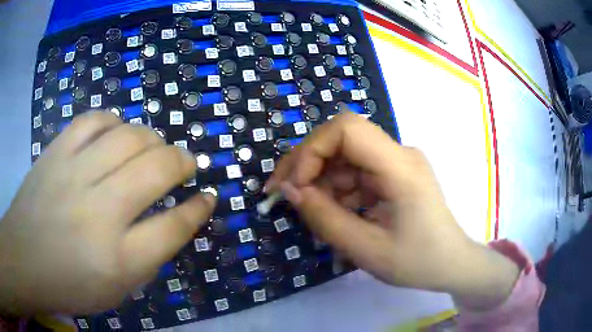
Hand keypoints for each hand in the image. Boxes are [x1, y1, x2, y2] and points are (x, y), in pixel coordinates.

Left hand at [0, 112, 215, 314]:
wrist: (24, 258)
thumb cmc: (70, 284)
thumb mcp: (117, 290)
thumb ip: (148, 257)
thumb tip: (174, 221)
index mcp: (118, 259)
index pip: (173, 226)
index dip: (198, 209)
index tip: (208, 197)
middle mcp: (98, 213)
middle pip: (156, 170)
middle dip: (182, 162)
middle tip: (186, 163)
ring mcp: (73, 175)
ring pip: (128, 137)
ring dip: (152, 139)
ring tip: (154, 146)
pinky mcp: (56, 152)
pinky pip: (93, 120)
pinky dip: (113, 122)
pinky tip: (116, 133)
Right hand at [267, 113, 518, 310]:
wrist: (452, 264)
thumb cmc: (418, 262)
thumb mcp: (367, 250)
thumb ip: (325, 219)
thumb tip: (291, 191)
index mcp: (400, 167)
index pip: (347, 129)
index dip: (312, 150)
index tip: (294, 185)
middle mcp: (399, 154)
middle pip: (342, 138)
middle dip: (306, 163)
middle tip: (282, 193)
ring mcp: (397, 163)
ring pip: (345, 157)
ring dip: (320, 180)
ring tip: (309, 211)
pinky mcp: (394, 175)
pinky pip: (356, 172)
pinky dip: (337, 190)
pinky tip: (333, 212)